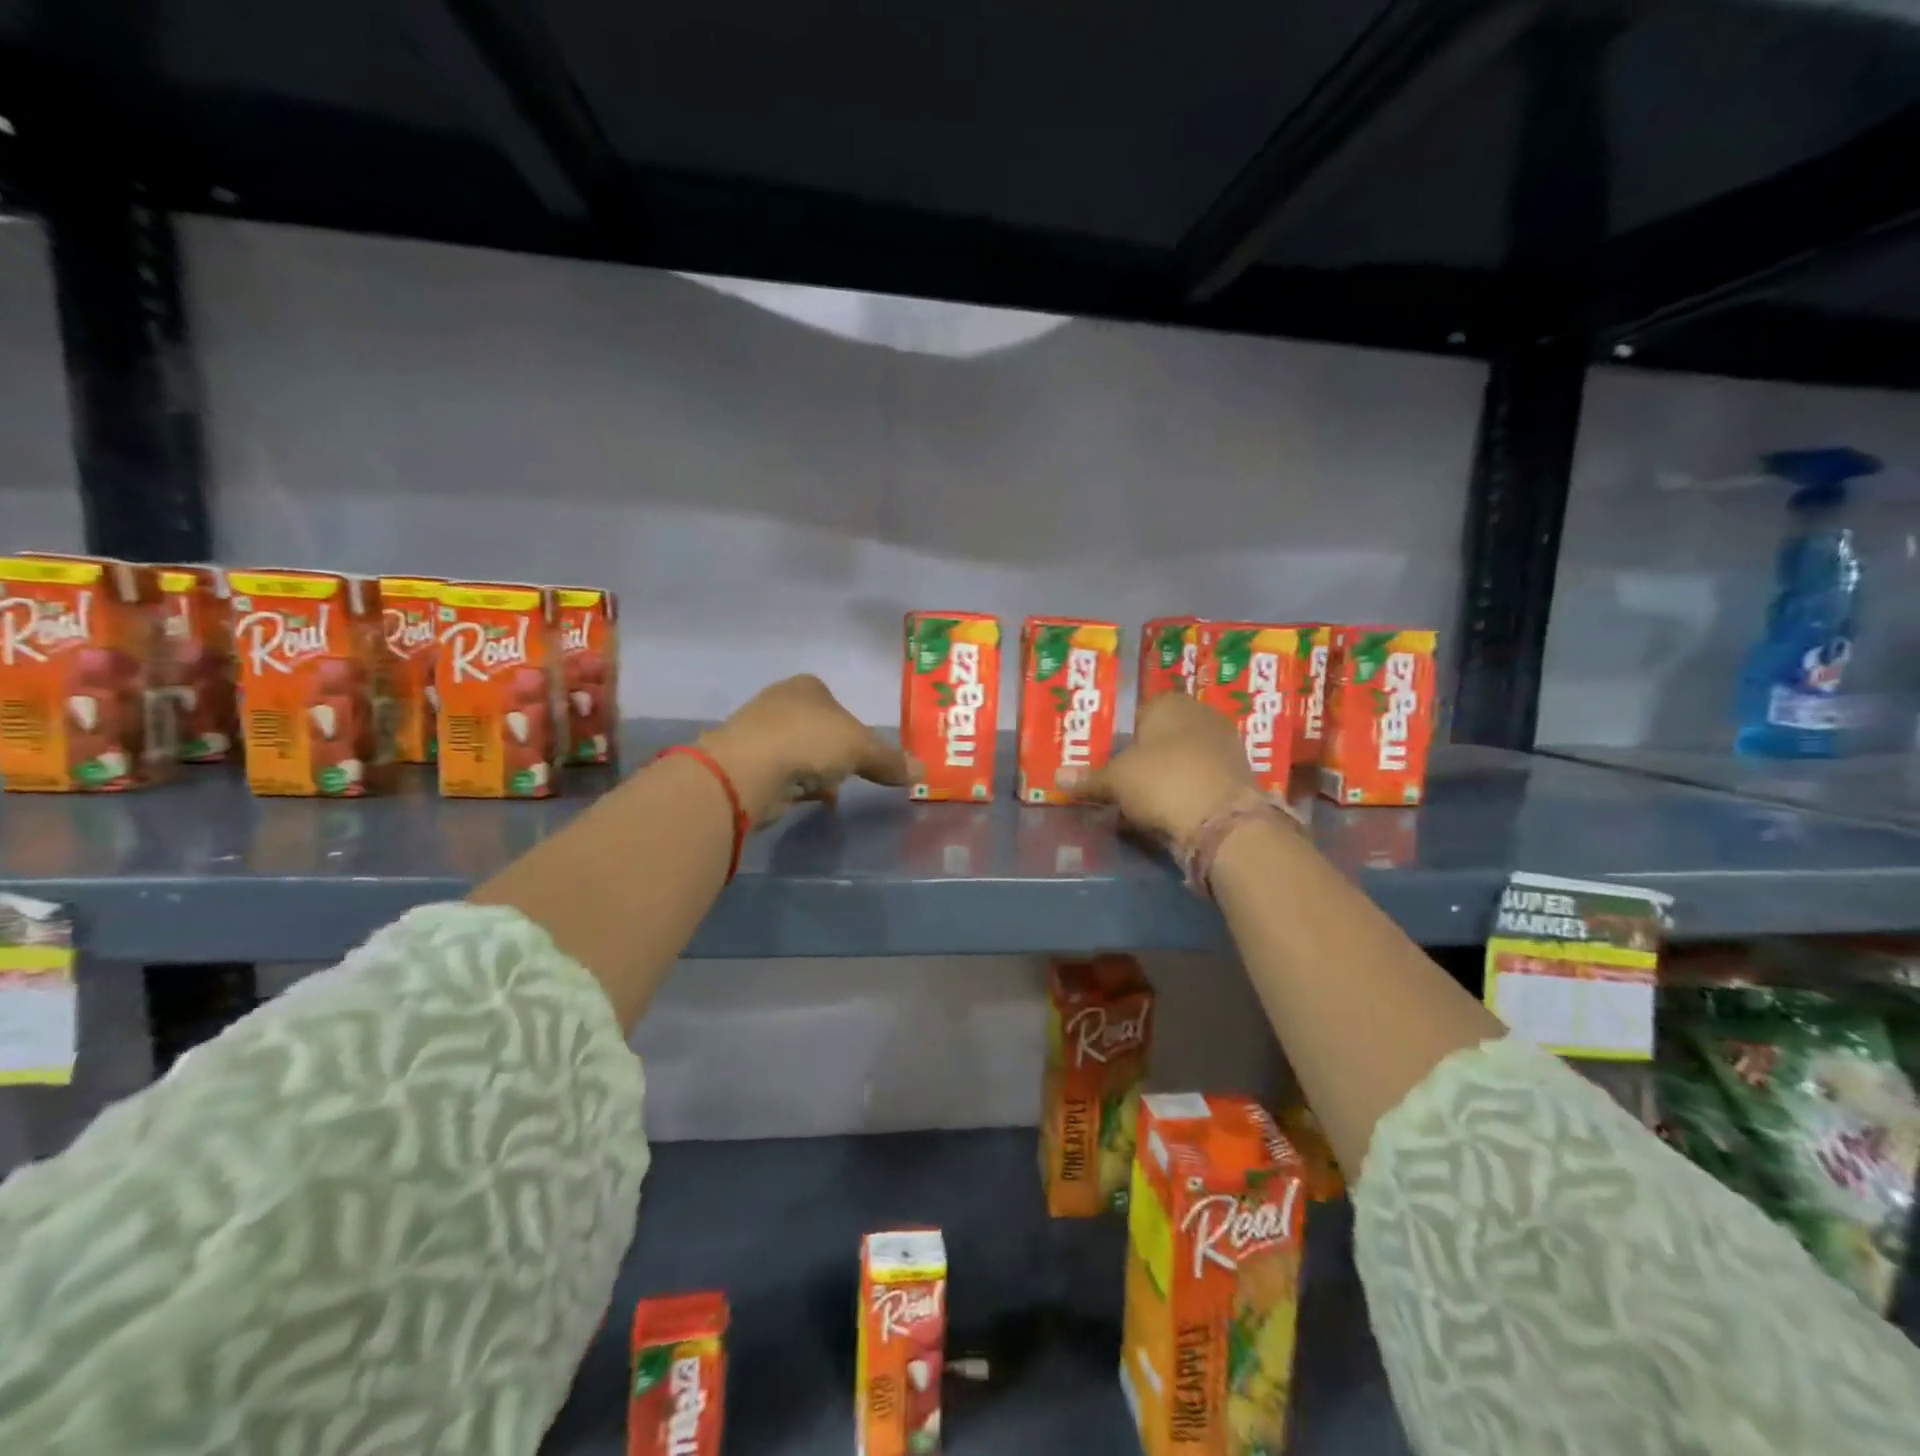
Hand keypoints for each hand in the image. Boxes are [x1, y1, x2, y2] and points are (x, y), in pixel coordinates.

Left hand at [698, 675, 910, 823]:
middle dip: (831, 751)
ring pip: (797, 752)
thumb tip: (922, 770)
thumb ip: (890, 759)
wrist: (749, 770)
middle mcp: (779, 702)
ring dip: (814, 771)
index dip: (851, 725)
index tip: (862, 751)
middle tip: (850, 772)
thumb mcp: (861, 748)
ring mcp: (758, 733)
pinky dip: (795, 786)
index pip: (834, 701)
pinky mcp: (745, 764)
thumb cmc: (809, 741)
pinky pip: (781, 774)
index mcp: (806, 687)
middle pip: (815, 728)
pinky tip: (808, 801)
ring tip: (831, 791)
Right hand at [1069, 692, 1254, 848]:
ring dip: (1164, 778)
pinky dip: (1185, 793)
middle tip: (1121, 784)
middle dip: (1143, 759)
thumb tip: (1058, 777)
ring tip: (1142, 803)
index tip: (1106, 764)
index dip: (1118, 740)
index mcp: (1169, 702)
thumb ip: (1089, 778)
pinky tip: (1169, 812)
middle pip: (1161, 737)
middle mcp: (1200, 715)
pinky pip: (1199, 780)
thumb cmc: (1161, 781)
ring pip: (1181, 760)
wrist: (1222, 820)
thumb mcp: (1115, 780)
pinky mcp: (1237, 775)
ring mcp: (1224, 744)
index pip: (1135, 715)